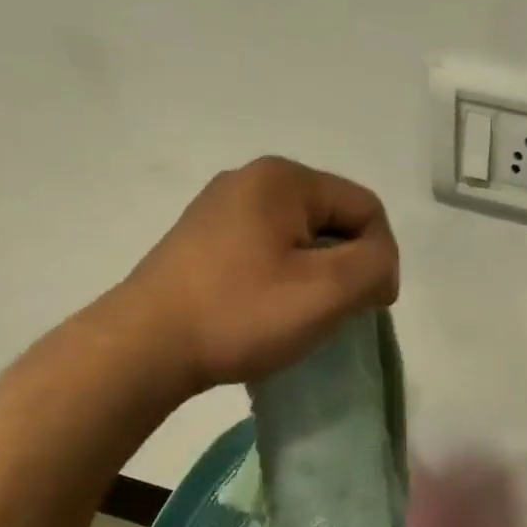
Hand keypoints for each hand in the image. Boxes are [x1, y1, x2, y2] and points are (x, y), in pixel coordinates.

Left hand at [111, 158, 398, 391]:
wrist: (145, 348)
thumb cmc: (242, 313)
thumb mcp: (328, 290)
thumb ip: (375, 265)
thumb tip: (378, 265)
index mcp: (283, 179)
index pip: (366, 208)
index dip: (381, 258)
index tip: (369, 307)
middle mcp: (251, 180)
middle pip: (335, 219)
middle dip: (348, 265)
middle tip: (336, 312)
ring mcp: (222, 208)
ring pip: (304, 237)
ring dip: (318, 275)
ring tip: (302, 314)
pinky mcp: (204, 239)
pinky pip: (270, 250)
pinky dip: (286, 278)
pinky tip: (270, 309)